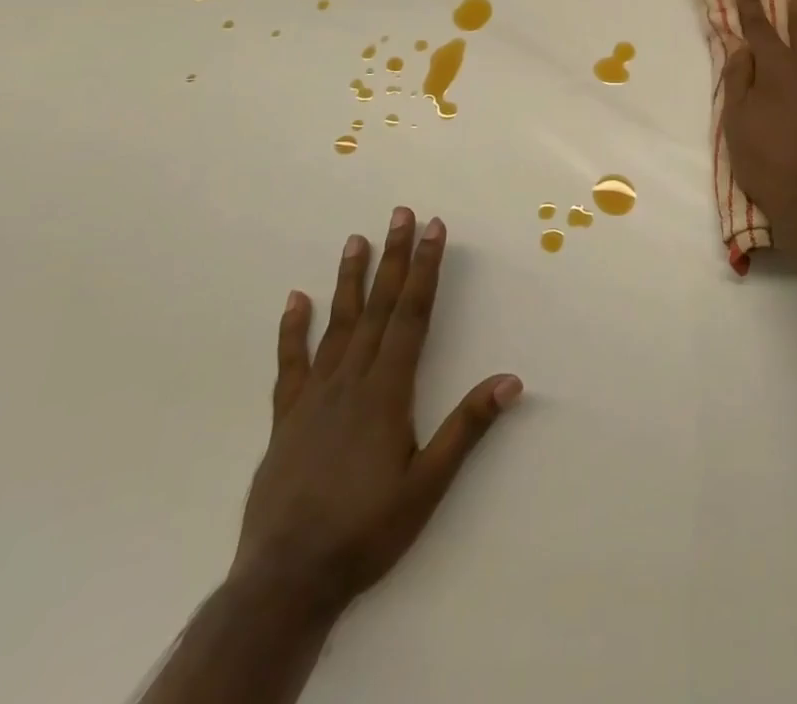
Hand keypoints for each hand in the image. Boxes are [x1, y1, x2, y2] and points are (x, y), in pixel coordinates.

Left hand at [231, 210, 522, 609]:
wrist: (285, 581)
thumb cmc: (366, 530)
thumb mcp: (428, 485)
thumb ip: (467, 428)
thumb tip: (511, 380)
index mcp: (387, 391)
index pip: (412, 314)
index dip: (425, 268)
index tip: (433, 229)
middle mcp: (351, 380)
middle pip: (378, 307)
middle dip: (393, 257)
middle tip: (400, 214)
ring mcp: (314, 396)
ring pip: (337, 324)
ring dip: (350, 279)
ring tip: (356, 239)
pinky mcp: (286, 419)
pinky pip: (290, 363)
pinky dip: (293, 329)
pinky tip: (296, 299)